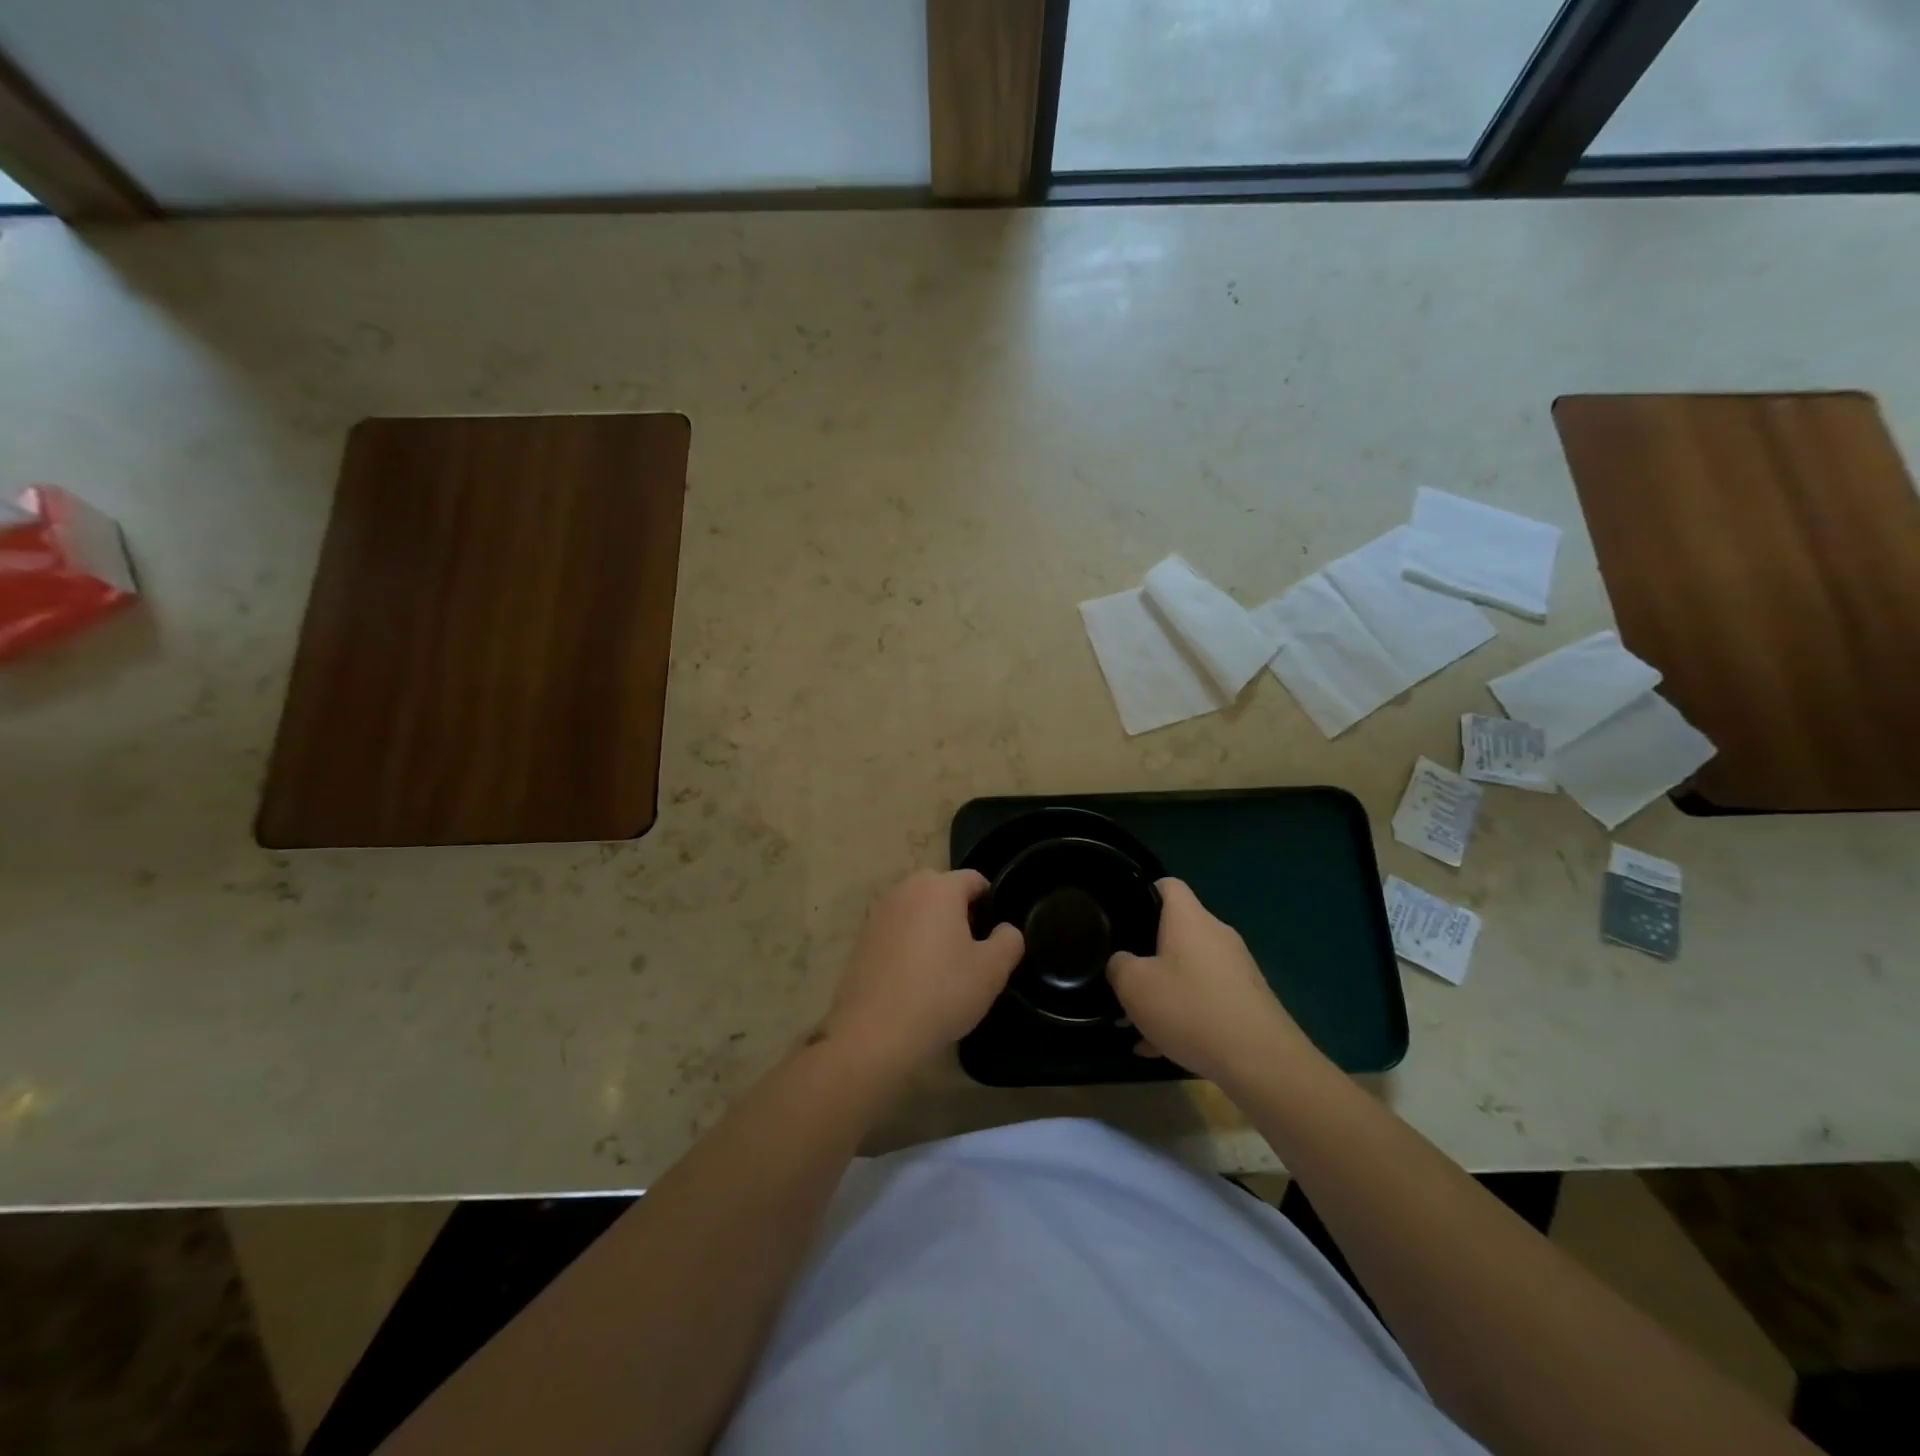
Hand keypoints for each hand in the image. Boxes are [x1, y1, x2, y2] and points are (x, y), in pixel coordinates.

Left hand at [822, 870, 1023, 1070]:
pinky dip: (907, 943)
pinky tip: (913, 977)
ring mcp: (878, 913)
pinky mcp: (861, 938)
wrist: (874, 1033)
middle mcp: (905, 890)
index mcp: (939, 888)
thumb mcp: (992, 971)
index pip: (974, 879)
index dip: (991, 902)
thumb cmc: (941, 994)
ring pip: (916, 909)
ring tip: (942, 966)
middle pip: (942, 890)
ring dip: (930, 926)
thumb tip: (1005, 929)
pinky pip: (895, 930)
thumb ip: (1009, 940)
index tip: (995, 934)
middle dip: (959, 911)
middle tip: (971, 949)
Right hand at [1107, 878, 1313, 1084]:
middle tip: (1124, 979)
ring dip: (1164, 991)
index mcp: (1190, 919)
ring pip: (1189, 970)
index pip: (1167, 884)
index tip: (1122, 917)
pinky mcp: (1248, 1000)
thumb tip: (1123, 962)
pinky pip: (1207, 997)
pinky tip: (1164, 1047)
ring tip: (1138, 1024)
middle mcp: (1217, 934)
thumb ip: (1119, 965)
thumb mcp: (1134, 986)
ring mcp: (1237, 968)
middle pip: (1176, 931)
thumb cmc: (1191, 1009)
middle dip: (1148, 954)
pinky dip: (1185, 1014)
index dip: (1142, 893)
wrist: (1262, 1062)